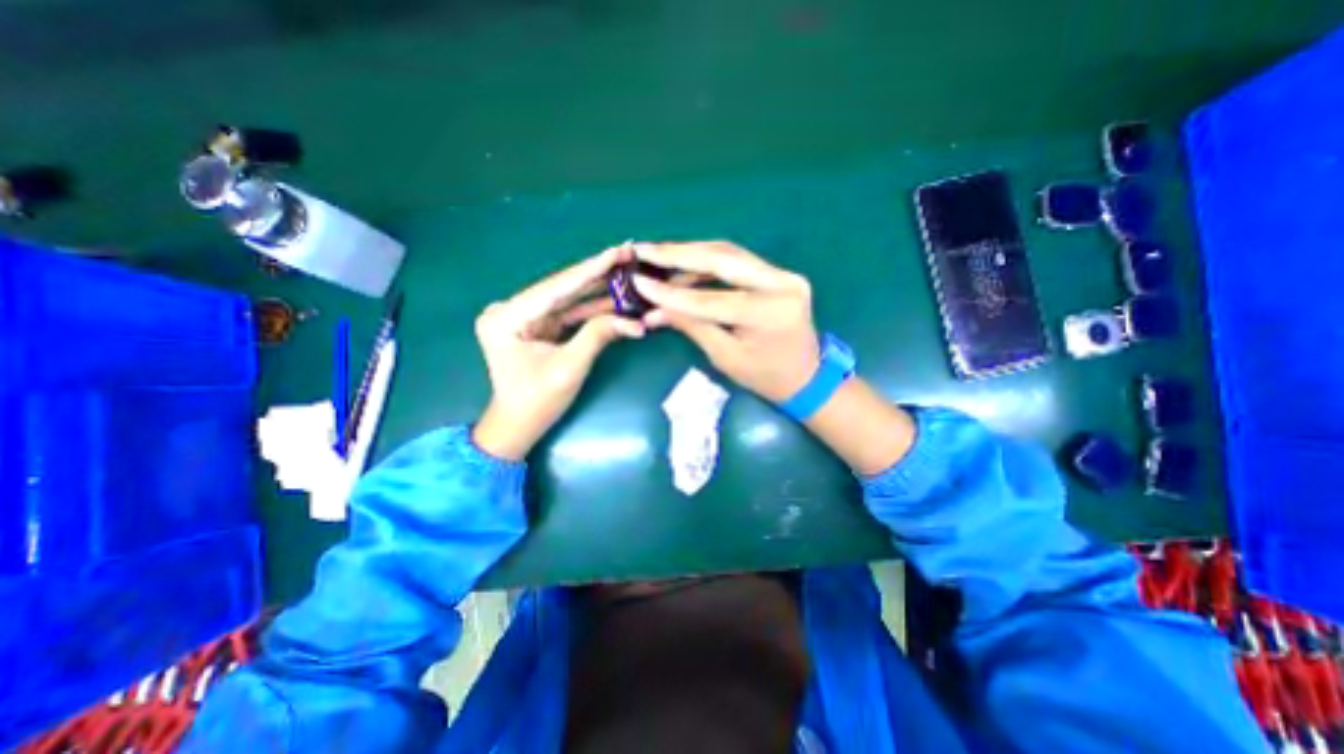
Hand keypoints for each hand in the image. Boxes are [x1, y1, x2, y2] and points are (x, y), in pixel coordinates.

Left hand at [471, 248, 644, 459]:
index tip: (618, 251)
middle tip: (627, 255)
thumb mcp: (569, 368)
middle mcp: (510, 309)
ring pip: (567, 298)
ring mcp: (522, 316)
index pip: (556, 288)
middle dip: (597, 274)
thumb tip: (635, 322)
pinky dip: (590, 307)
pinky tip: (614, 296)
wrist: (518, 424)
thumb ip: (598, 336)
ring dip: (597, 289)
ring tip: (626, 272)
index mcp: (507, 317)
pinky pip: (567, 312)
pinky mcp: (535, 325)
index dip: (591, 269)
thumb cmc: (537, 402)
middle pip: (562, 288)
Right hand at [629, 241, 818, 407]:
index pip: (710, 299)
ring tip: (658, 255)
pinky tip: (685, 264)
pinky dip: (708, 261)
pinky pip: (738, 261)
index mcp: (768, 313)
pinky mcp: (780, 273)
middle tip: (645, 249)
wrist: (807, 376)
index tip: (638, 281)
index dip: (671, 293)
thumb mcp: (725, 357)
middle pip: (722, 258)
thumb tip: (653, 310)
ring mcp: (784, 274)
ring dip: (691, 253)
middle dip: (678, 254)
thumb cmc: (766, 377)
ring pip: (729, 253)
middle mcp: (781, 284)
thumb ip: (691, 326)